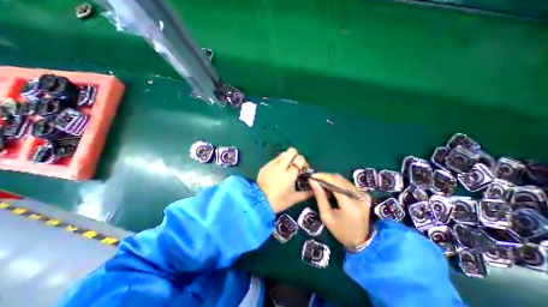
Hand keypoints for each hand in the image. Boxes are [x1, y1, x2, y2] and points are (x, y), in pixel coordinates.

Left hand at [257, 149, 311, 212]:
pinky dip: (278, 163)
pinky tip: (277, 172)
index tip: (303, 169)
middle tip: (295, 165)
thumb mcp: (294, 198)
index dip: (304, 162)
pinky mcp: (265, 166)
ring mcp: (271, 165)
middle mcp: (280, 167)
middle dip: (296, 155)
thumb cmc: (279, 201)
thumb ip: (307, 193)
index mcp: (289, 175)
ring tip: (286, 168)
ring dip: (287, 159)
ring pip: (282, 154)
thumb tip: (315, 190)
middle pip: (291, 151)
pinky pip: (274, 160)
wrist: (259, 202)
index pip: (300, 159)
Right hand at [308, 172, 371, 248]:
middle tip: (314, 179)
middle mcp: (359, 197)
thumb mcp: (326, 216)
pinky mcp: (364, 195)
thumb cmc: (341, 231)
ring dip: (330, 179)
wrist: (361, 241)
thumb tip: (312, 181)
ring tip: (320, 182)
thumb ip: (320, 197)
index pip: (336, 183)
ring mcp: (363, 195)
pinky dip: (337, 183)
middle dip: (325, 177)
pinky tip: (329, 187)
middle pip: (340, 179)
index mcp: (350, 204)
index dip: (323, 177)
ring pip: (343, 180)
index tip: (312, 176)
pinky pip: (347, 184)